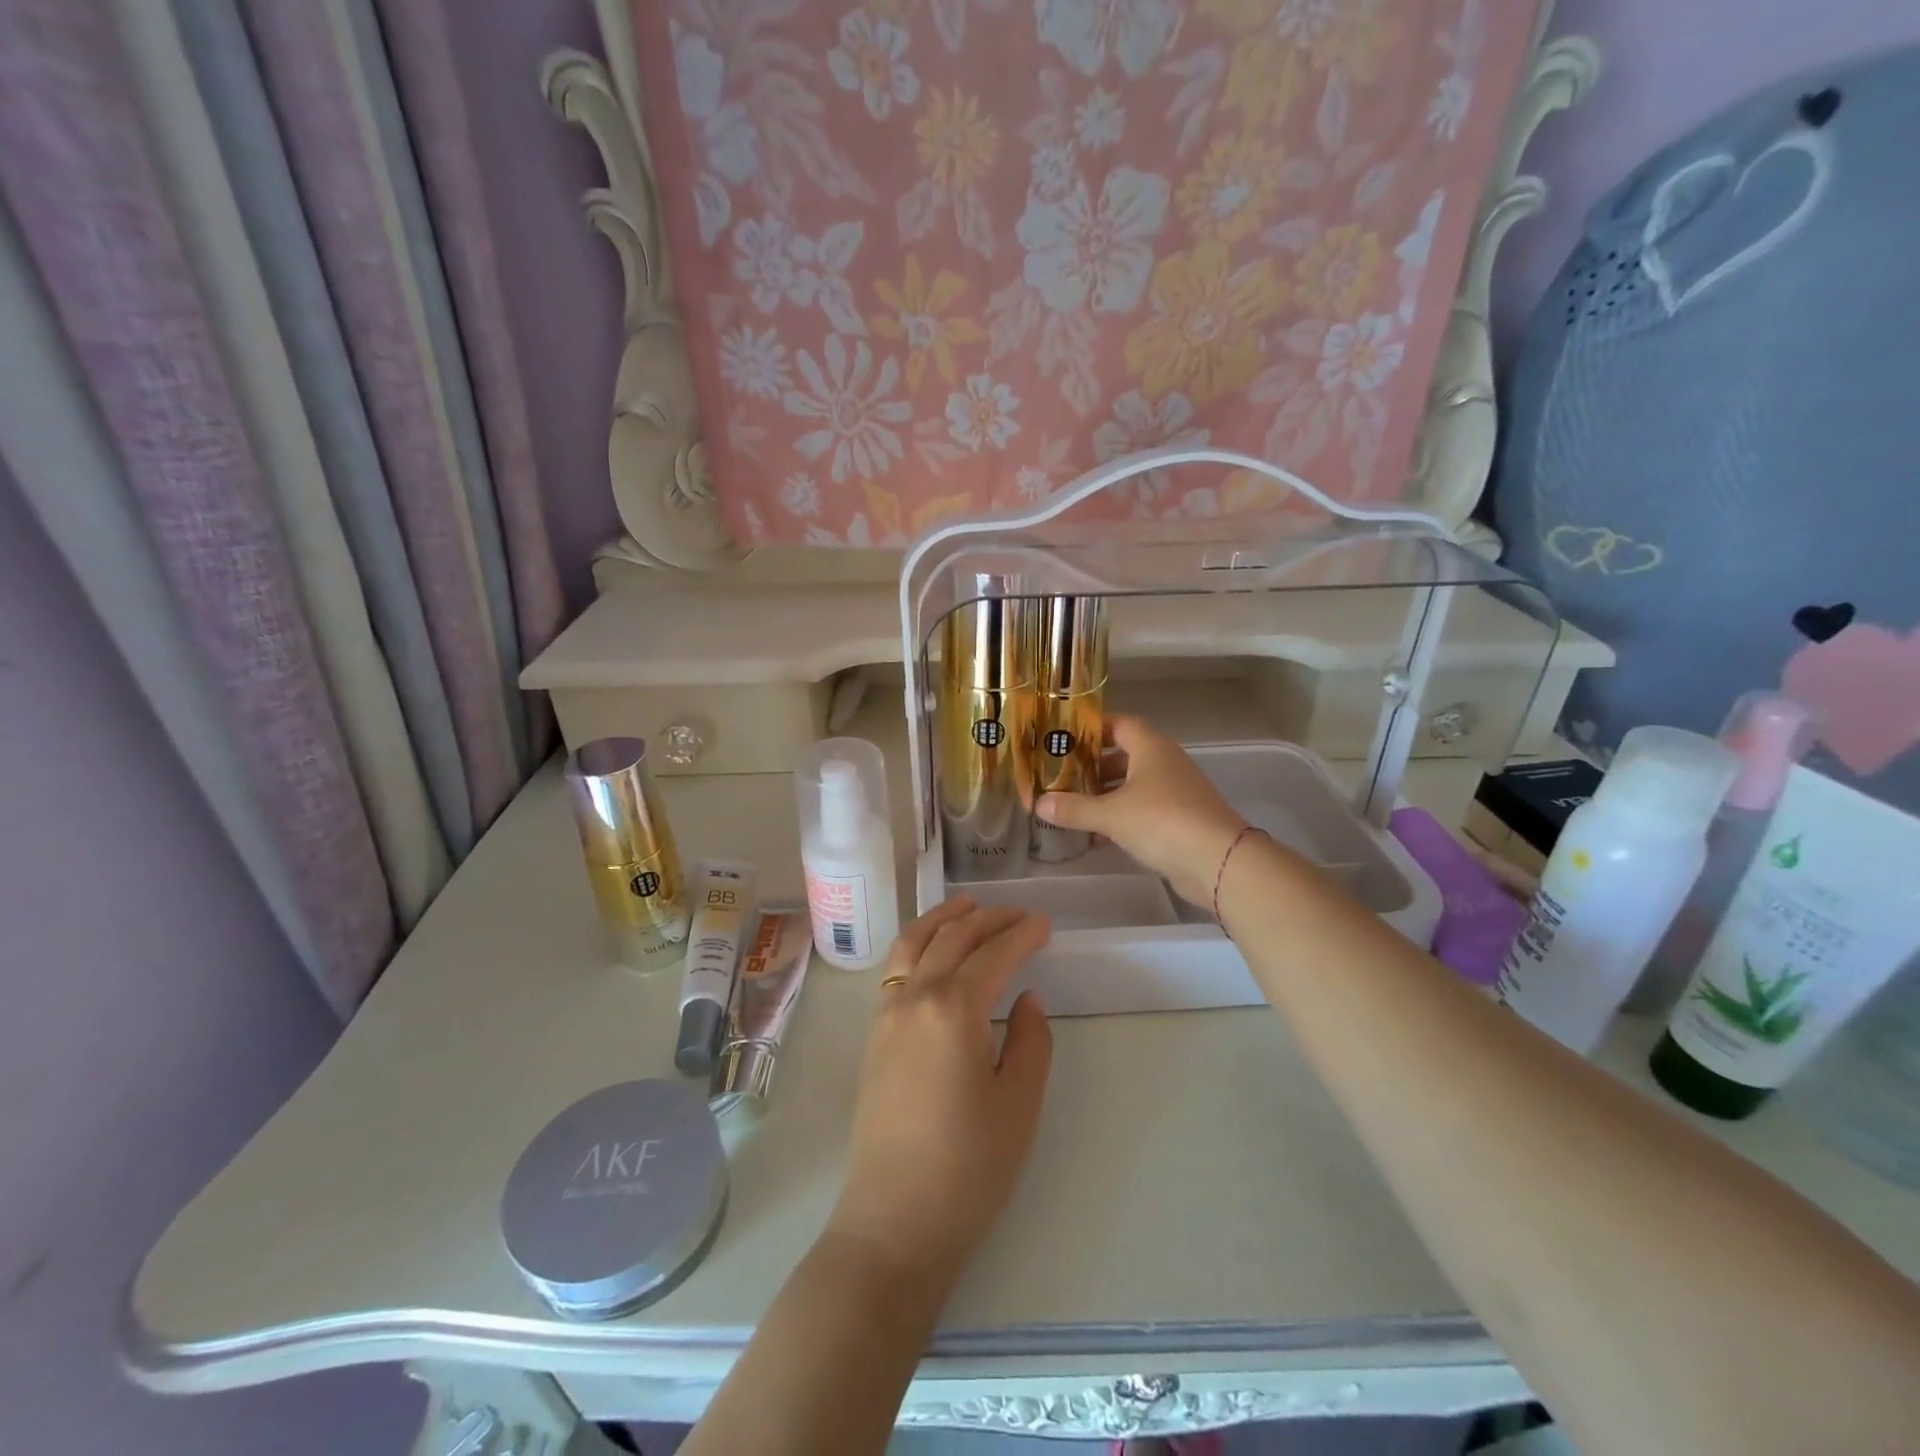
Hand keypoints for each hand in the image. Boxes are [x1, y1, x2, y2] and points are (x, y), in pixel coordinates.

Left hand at [825, 899, 1053, 1289]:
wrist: (894, 1222)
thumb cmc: (968, 1168)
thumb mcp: (1019, 1104)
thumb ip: (1031, 1041)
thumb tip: (1026, 999)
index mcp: (954, 1009)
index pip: (993, 954)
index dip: (1022, 934)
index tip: (1045, 924)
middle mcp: (915, 997)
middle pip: (953, 938)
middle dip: (988, 919)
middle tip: (1019, 914)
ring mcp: (887, 1014)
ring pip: (914, 943)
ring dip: (944, 918)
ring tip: (968, 905)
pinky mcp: (874, 1035)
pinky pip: (896, 967)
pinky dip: (917, 942)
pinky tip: (932, 948)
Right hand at [1036, 714, 1247, 906]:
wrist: (1219, 861)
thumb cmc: (1162, 821)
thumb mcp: (1110, 814)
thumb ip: (1073, 808)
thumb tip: (1039, 803)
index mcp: (1150, 747)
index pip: (1118, 724)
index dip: (1091, 729)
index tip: (1063, 738)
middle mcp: (1164, 762)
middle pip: (1123, 755)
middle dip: (1092, 766)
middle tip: (1060, 776)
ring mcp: (1175, 791)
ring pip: (1132, 784)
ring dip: (1105, 794)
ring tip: (1072, 807)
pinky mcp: (1180, 819)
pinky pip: (1142, 809)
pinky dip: (1120, 817)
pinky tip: (1096, 835)